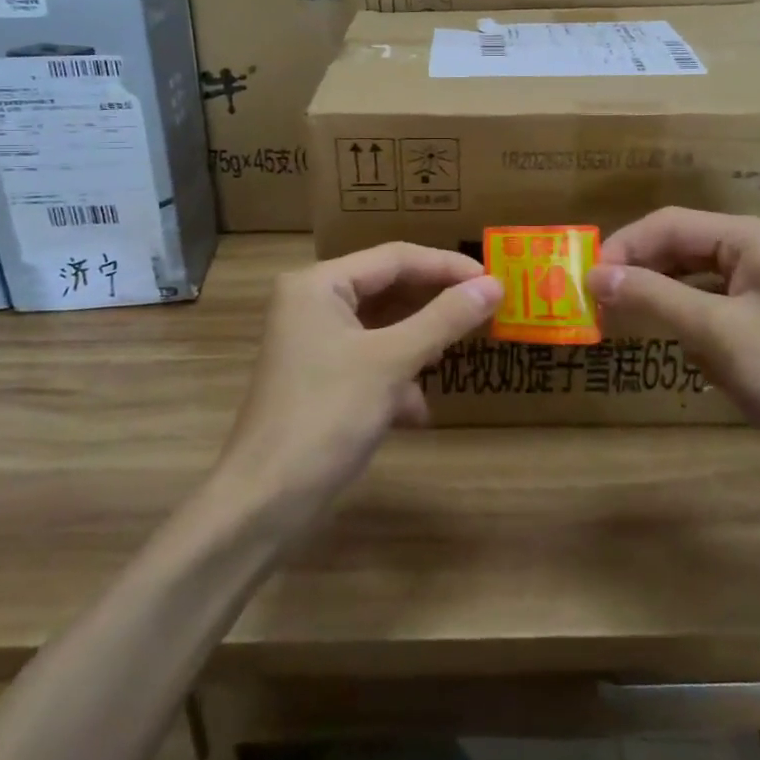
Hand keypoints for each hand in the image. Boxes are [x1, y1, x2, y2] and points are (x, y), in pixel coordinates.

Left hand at [219, 245, 501, 525]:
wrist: (264, 502)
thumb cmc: (327, 416)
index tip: (493, 279)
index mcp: (319, 284)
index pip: (395, 257)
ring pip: (381, 328)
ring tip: (454, 354)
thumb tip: (494, 284)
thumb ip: (444, 319)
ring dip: (417, 343)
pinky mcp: (318, 379)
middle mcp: (312, 303)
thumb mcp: (392, 362)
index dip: (446, 266)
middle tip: (483, 310)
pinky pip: (368, 360)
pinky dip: (395, 377)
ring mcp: (313, 343)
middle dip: (433, 305)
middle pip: (387, 289)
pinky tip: (416, 410)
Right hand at [588, 209, 759, 501]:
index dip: (625, 246)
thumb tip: (594, 275)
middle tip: (596, 301)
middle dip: (642, 274)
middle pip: (684, 249)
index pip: (672, 223)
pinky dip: (692, 327)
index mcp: (757, 237)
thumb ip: (652, 297)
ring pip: (697, 283)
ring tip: (624, 323)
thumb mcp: (716, 333)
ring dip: (663, 302)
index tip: (586, 277)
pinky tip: (686, 356)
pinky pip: (716, 312)